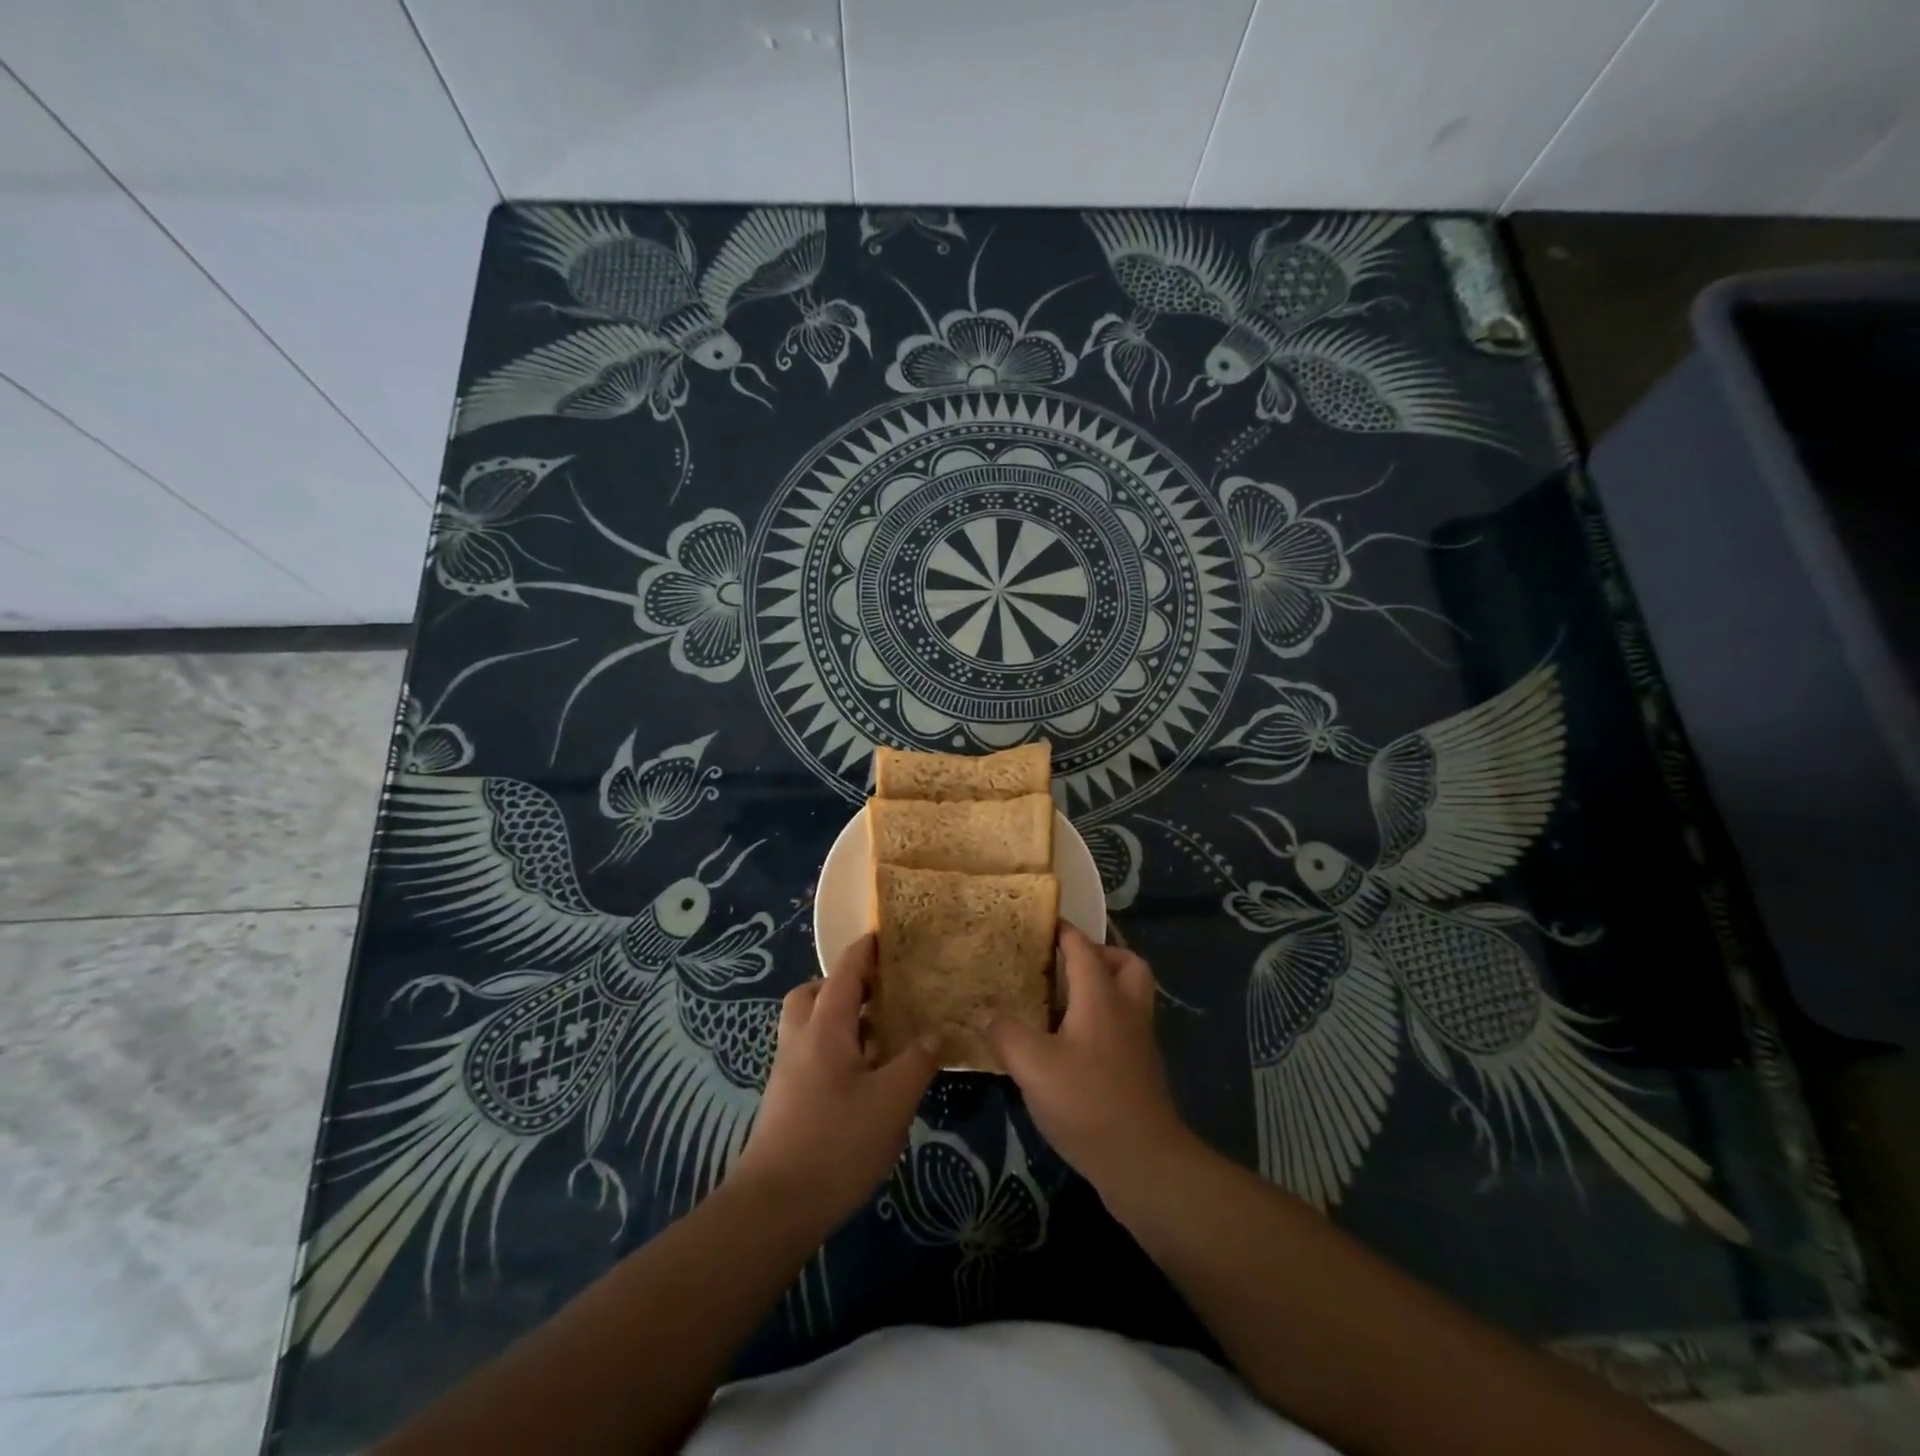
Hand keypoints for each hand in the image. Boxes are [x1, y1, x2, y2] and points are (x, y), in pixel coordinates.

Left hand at [730, 934, 935, 1235]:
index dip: (864, 951)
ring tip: (877, 1035)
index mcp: (825, 1028)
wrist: (775, 1207)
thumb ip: (916, 1061)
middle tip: (878, 993)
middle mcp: (801, 1040)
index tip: (883, 934)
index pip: (845, 972)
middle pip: (814, 993)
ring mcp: (788, 1072)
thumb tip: (935, 1033)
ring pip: (809, 1026)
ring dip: (839, 1019)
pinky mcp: (786, 1101)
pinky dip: (835, 1050)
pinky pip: (810, 1054)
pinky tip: (863, 1077)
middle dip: (843, 985)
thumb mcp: (892, 1100)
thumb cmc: (837, 1142)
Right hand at [981, 924, 1194, 1204]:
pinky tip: (1069, 1045)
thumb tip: (981, 1011)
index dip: (1063, 931)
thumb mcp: (1033, 1066)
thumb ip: (1004, 1033)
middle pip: (1126, 964)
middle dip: (1099, 954)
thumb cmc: (1088, 1102)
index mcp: (1101, 996)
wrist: (1145, 1163)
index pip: (1083, 947)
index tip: (1040, 922)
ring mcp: (1138, 1042)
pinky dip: (1102, 1021)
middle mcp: (1126, 1010)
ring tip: (1062, 1002)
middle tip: (1064, 965)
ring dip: (1102, 988)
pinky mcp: (1140, 1071)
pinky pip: (1123, 1026)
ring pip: (1128, 996)